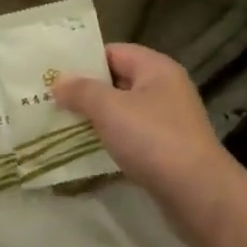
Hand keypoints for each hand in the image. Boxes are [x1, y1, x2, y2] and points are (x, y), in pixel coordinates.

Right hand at [52, 43, 246, 246]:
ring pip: (122, 113)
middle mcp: (165, 90)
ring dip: (94, 120)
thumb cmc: (153, 139)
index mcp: (156, 69)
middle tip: (48, 100)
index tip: (52, 72)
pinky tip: (83, 153)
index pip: (114, 51)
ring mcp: (167, 122)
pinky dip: (108, 143)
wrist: (198, 195)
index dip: (83, 60)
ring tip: (58, 125)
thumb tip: (58, 81)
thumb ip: (81, 91)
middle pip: (117, 82)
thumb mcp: (110, 109)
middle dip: (85, 92)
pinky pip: (130, 139)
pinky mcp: (165, 152)